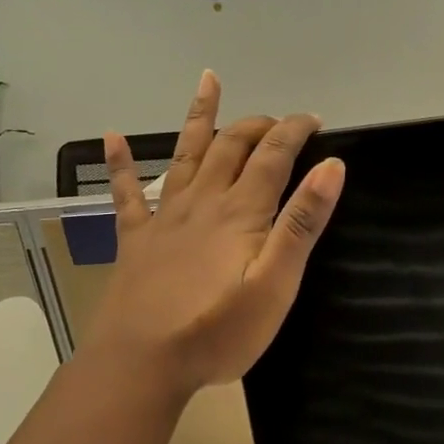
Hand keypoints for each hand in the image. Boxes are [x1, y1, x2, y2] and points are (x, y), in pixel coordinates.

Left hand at [87, 71, 343, 397]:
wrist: (142, 362)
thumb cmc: (218, 331)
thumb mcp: (277, 284)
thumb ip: (302, 224)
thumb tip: (331, 167)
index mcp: (241, 213)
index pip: (273, 156)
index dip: (295, 131)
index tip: (314, 120)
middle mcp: (203, 202)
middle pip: (231, 147)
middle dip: (258, 125)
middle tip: (279, 121)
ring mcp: (165, 218)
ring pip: (185, 154)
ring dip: (199, 117)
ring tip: (208, 81)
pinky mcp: (136, 240)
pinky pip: (126, 193)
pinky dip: (120, 163)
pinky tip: (112, 137)